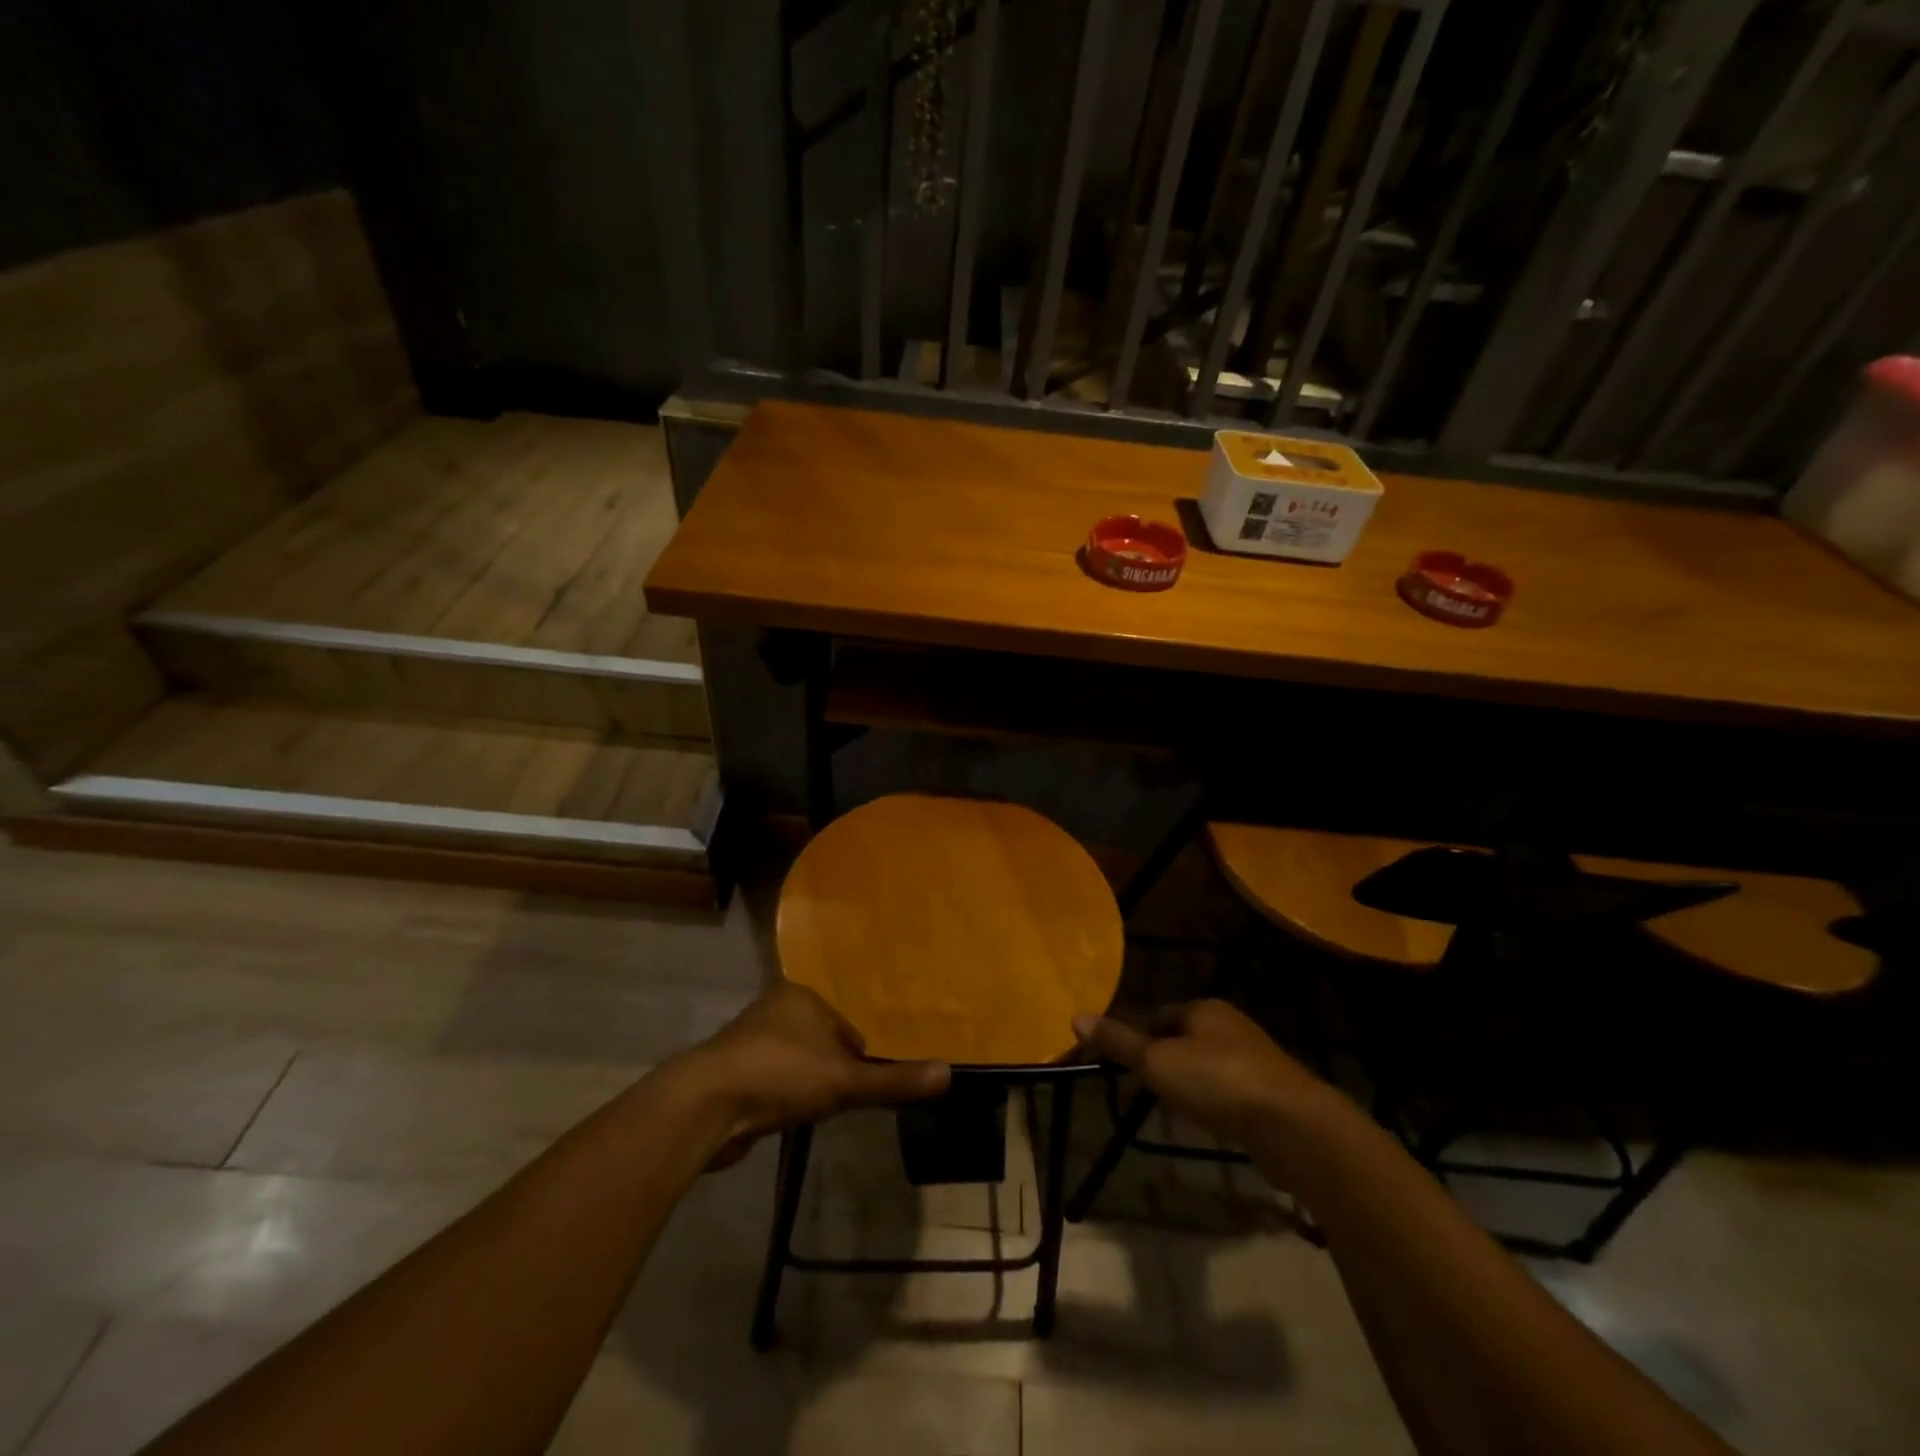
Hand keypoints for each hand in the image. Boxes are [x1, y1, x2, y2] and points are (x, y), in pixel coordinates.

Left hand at [675, 982, 950, 1168]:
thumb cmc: (782, 1075)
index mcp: (802, 996)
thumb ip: (894, 1081)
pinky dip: (780, 1097)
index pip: (847, 1025)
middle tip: (842, 1102)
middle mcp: (775, 1008)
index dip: (859, 1057)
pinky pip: (771, 1080)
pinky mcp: (731, 1071)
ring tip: (812, 1112)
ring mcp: (749, 1039)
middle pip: (821, 1042)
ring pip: (795, 1061)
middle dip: (831, 1070)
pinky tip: (783, 1117)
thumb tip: (949, 1073)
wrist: (706, 1105)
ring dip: (804, 1084)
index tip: (862, 1086)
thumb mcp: (845, 1080)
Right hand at [1072, 1000, 1330, 1152]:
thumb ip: (1119, 1042)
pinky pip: (1232, 1092)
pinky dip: (1217, 1104)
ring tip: (1175, 1109)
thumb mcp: (1158, 1062)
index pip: (1159, 1014)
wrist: (1294, 1126)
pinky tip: (1211, 1123)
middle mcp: (1232, 1026)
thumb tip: (1075, 1016)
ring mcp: (1256, 1059)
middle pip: (1185, 1038)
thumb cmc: (1218, 1082)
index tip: (1126, 1064)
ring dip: (1192, 1084)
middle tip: (1147, 1088)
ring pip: (1210, 1066)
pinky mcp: (1272, 1093)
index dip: (1139, 1037)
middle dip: (1166, 1061)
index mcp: (1204, 1009)